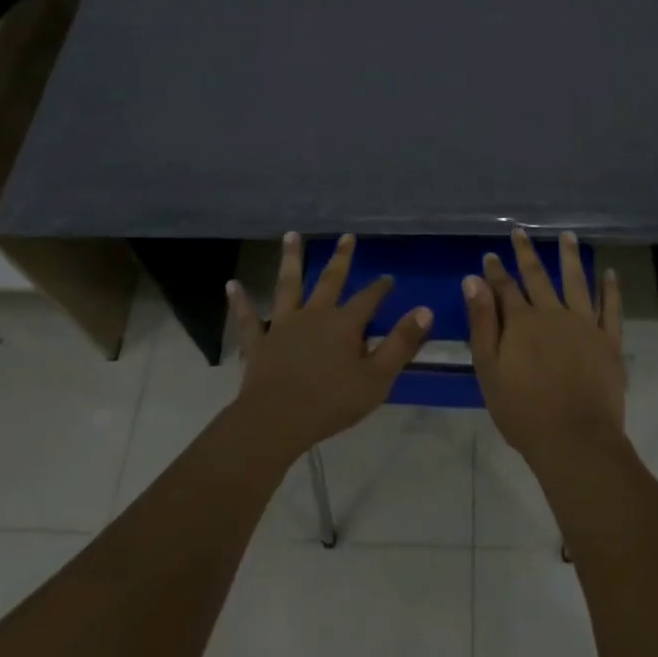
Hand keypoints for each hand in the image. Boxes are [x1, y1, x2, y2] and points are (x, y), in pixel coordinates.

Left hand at [225, 232, 431, 461]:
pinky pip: (248, 318)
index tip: (388, 278)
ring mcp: (283, 325)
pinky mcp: (258, 342)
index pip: (369, 299)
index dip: (380, 288)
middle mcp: (314, 315)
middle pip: (330, 280)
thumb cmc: (331, 402)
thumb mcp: (377, 378)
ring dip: (291, 259)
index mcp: (345, 324)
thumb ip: (401, 343)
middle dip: (341, 258)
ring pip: (288, 285)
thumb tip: (425, 310)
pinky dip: (240, 301)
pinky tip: (232, 285)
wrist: (277, 421)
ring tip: (291, 235)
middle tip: (347, 236)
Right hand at [467, 230, 625, 471]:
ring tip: (567, 235)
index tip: (490, 254)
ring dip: (570, 257)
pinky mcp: (609, 341)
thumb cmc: (523, 411)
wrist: (574, 440)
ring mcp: (584, 325)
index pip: (504, 287)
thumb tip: (473, 280)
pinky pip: (612, 308)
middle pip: (538, 276)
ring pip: (576, 282)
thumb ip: (482, 322)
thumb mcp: (489, 369)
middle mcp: (553, 314)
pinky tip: (610, 273)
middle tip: (521, 232)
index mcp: (521, 322)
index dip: (495, 270)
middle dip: (526, 253)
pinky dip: (611, 289)